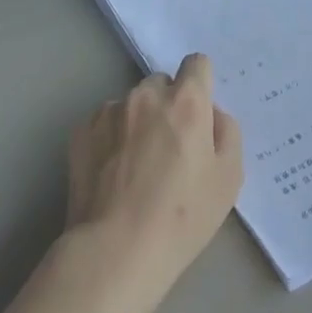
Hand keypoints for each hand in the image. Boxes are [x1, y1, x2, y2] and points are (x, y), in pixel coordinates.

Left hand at [66, 55, 242, 303]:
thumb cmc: (183, 216)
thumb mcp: (229, 178)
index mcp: (186, 101)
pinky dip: (111, 138)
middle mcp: (146, 95)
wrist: (116, 249)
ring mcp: (110, 110)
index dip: (201, 85)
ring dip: (138, 121)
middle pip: (162, 84)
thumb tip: (212, 114)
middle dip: (168, 105)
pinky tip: (113, 173)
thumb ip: (227, 132)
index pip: (197, 63)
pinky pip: (105, 123)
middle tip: (170, 147)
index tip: (199, 113)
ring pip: (132, 104)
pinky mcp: (82, 130)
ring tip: (136, 166)